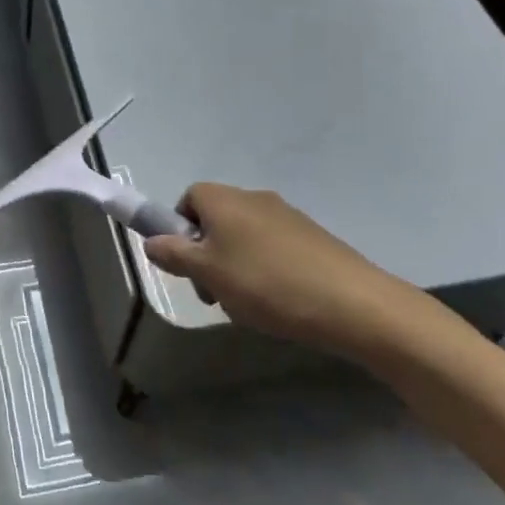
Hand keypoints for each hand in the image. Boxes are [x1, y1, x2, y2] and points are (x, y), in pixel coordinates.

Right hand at [143, 184, 431, 357]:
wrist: (352, 303)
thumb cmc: (266, 283)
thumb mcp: (208, 273)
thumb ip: (173, 255)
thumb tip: (152, 242)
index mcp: (224, 199)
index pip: (188, 198)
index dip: (180, 229)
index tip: (187, 264)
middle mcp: (254, 198)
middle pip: (216, 219)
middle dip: (208, 255)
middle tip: (215, 293)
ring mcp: (288, 217)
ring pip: (245, 238)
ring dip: (236, 267)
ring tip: (249, 305)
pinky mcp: (314, 238)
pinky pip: (274, 249)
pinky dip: (267, 272)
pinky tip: (279, 304)